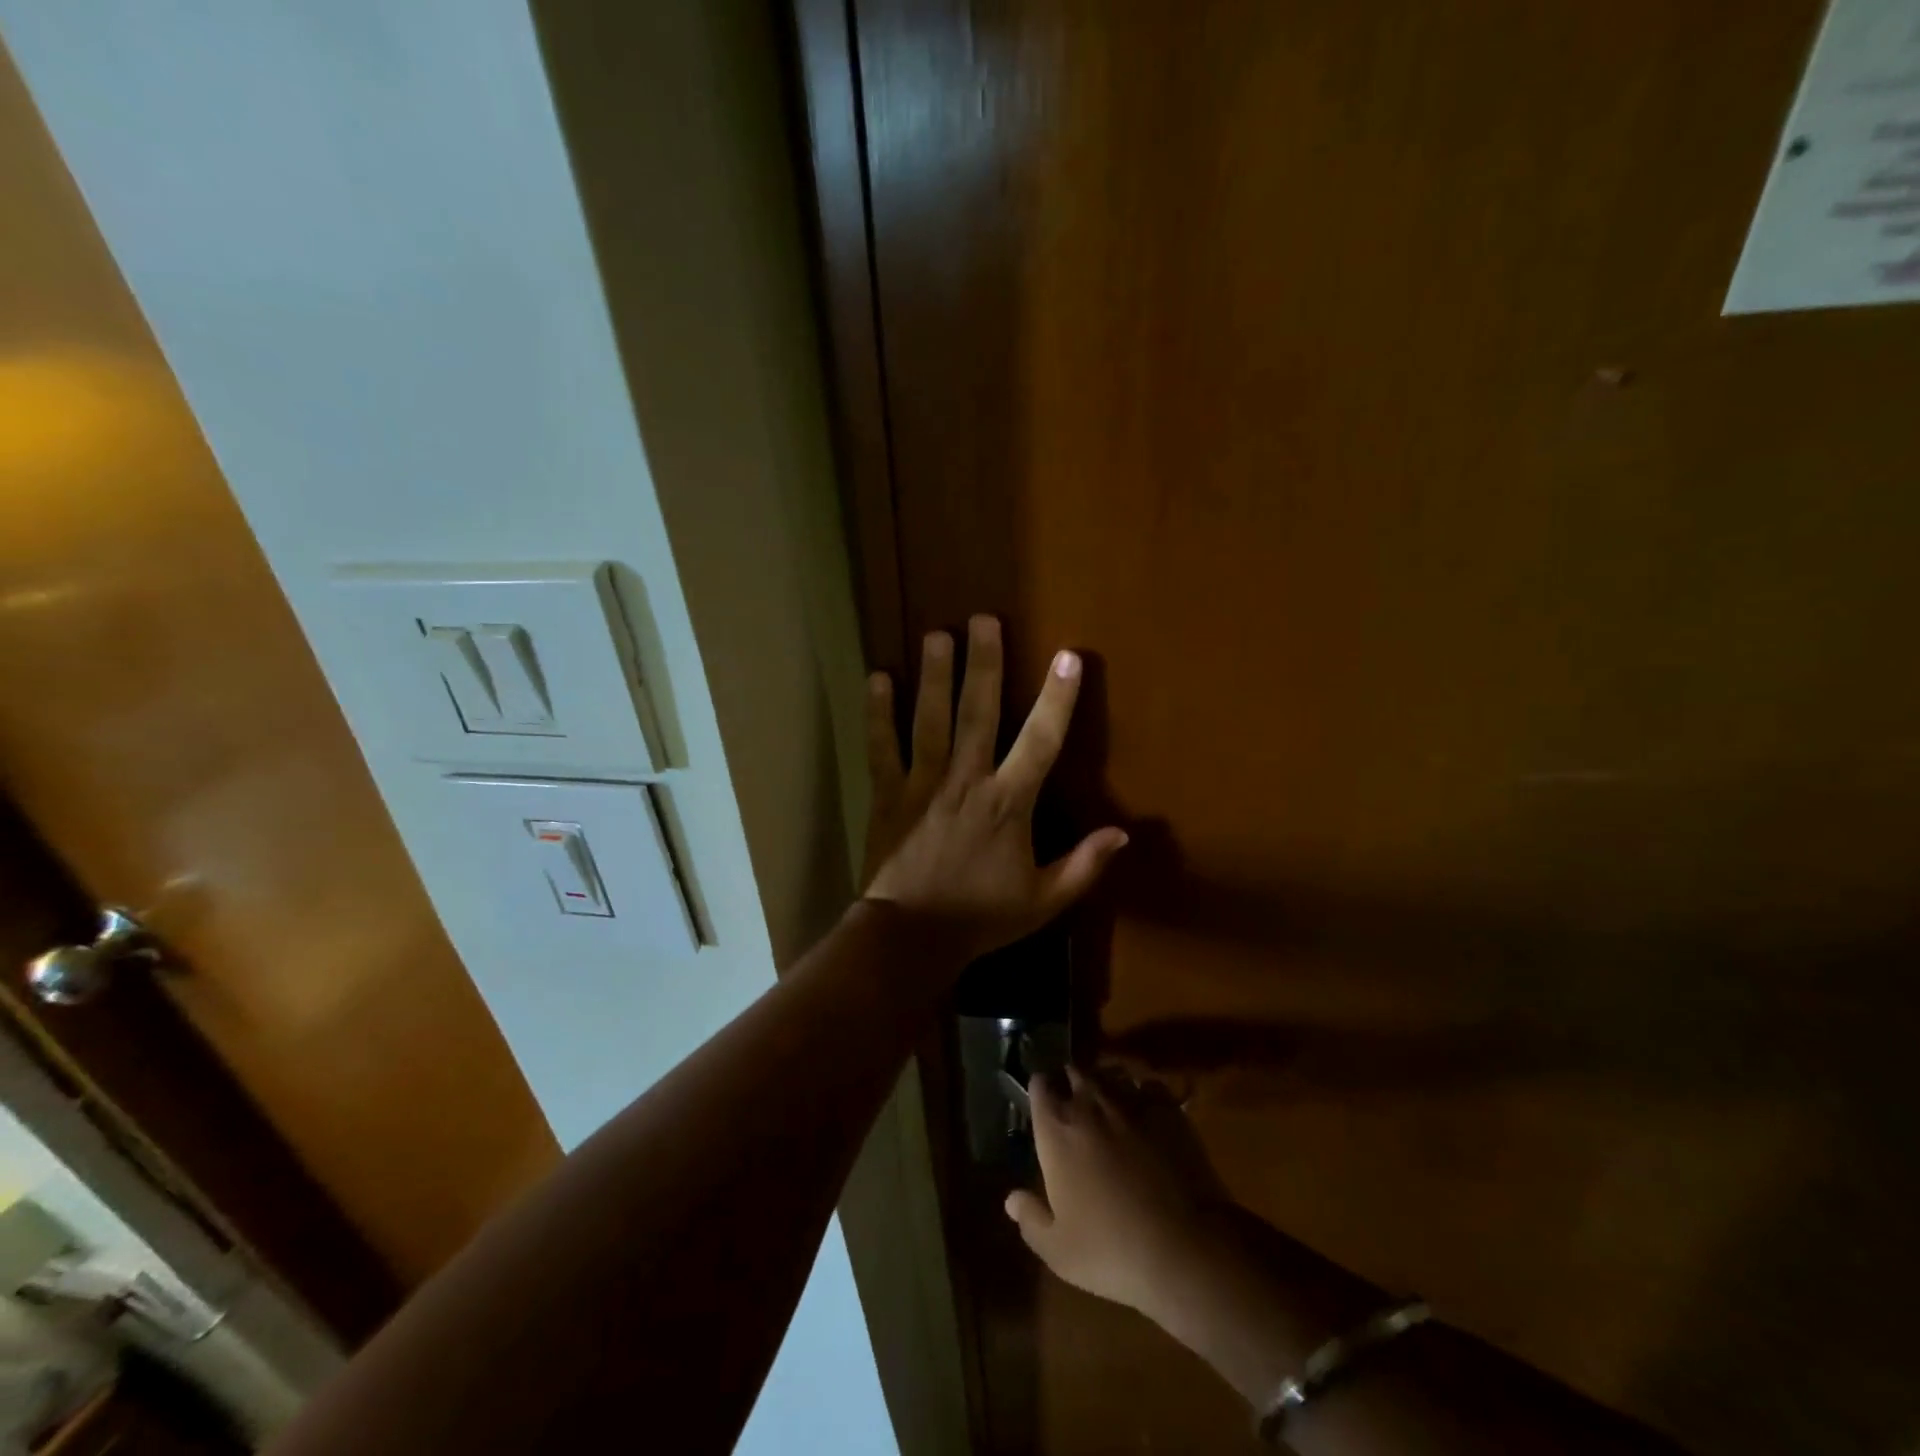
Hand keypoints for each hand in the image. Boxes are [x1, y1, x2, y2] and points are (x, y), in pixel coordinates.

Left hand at [863, 615, 1127, 961]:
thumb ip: (1084, 865)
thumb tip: (1124, 834)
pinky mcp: (888, 793)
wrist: (910, 937)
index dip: (1057, 698)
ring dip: (934, 675)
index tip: (1068, 656)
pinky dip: (878, 712)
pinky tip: (877, 677)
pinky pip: (881, 745)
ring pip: (929, 718)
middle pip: (977, 711)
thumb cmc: (981, 917)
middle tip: (983, 619)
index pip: (1040, 741)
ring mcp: (922, 783)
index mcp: (1008, 803)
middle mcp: (966, 780)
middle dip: (983, 663)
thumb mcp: (1044, 900)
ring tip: (937, 634)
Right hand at [1005, 1068, 1226, 1316]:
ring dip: (1105, 1083)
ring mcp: (1131, 1103)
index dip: (1039, 1090)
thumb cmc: (1110, 1249)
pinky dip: (1142, 1093)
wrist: (1183, 1247)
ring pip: (1110, 1074)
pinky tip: (1145, 1111)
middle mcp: (1089, 1105)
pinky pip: (1148, 1086)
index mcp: (1057, 1130)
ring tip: (1108, 1100)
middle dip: (1070, 1081)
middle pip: (1075, 1072)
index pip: (1039, 1087)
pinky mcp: (1167, 1110)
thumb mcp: (1058, 1250)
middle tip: (1073, 1100)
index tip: (1042, 1100)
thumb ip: (1031, 1219)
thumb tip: (1010, 1199)